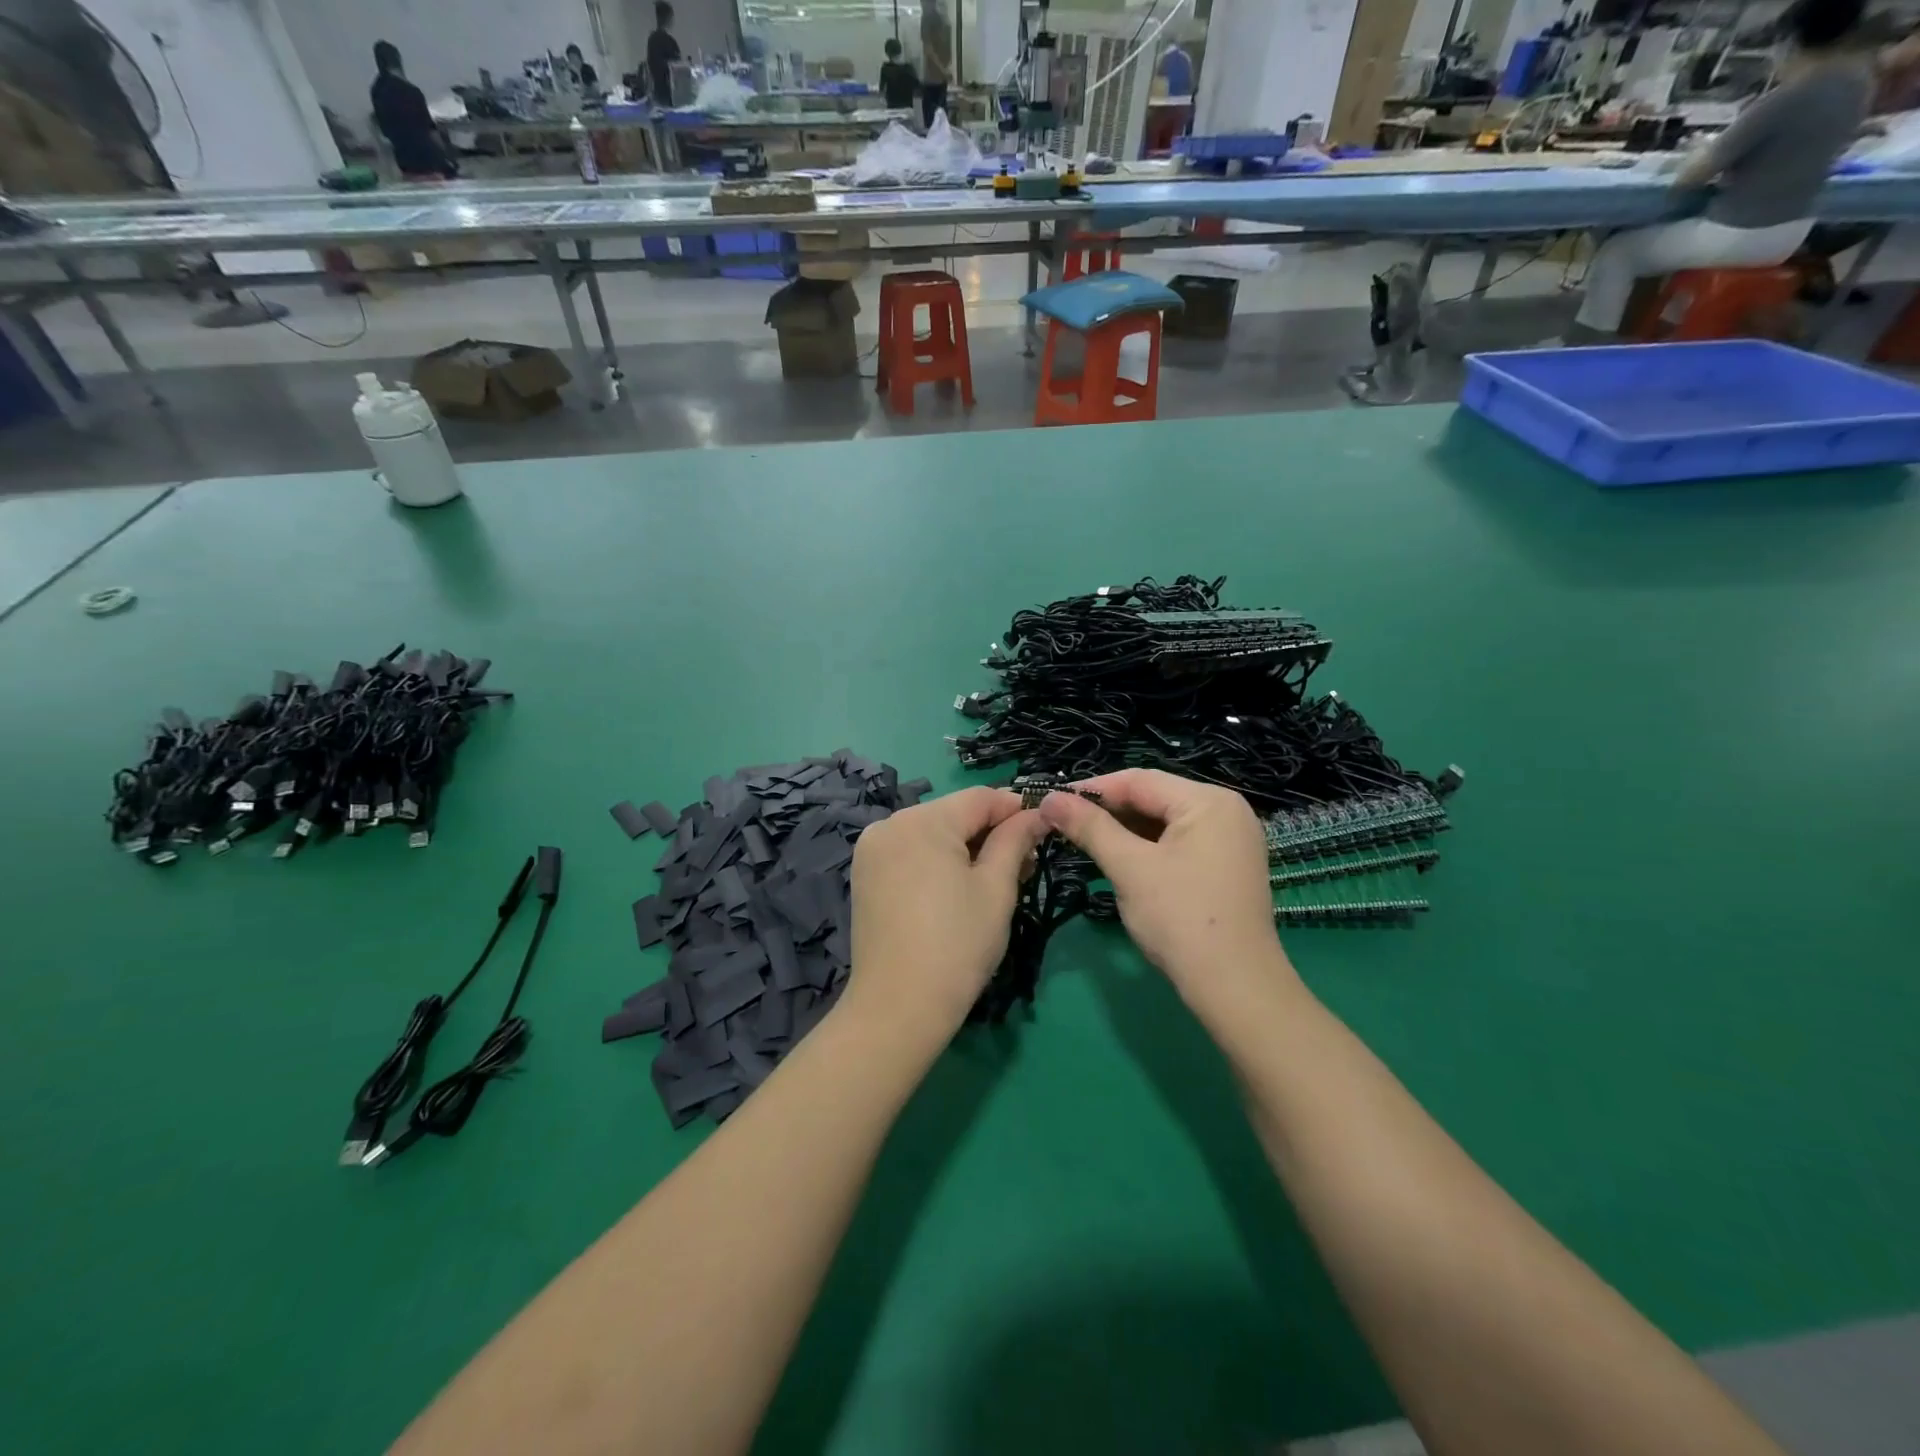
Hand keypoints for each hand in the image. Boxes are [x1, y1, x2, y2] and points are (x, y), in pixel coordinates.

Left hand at [843, 788, 1047, 1044]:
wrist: (898, 1007)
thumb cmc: (957, 945)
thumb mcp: (996, 888)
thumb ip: (1016, 840)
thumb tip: (1036, 813)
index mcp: (922, 821)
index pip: (980, 798)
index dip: (1016, 809)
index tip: (1045, 829)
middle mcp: (890, 824)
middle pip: (954, 814)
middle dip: (992, 832)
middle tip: (1026, 866)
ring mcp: (872, 850)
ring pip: (933, 833)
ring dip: (966, 848)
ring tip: (996, 881)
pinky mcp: (866, 875)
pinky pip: (911, 853)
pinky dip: (938, 862)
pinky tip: (958, 889)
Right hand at [1038, 770, 1293, 1009]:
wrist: (1235, 987)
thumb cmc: (1181, 919)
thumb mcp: (1129, 868)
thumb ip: (1090, 828)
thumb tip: (1049, 799)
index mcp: (1209, 801)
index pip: (1139, 781)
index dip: (1092, 789)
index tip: (1051, 801)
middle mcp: (1226, 810)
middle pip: (1154, 798)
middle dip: (1108, 810)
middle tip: (1062, 823)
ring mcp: (1231, 839)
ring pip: (1164, 822)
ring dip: (1124, 830)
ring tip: (1083, 840)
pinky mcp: (1227, 865)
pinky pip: (1178, 842)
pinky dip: (1146, 847)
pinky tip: (1118, 858)